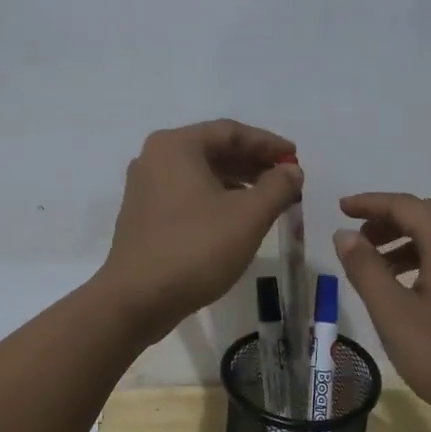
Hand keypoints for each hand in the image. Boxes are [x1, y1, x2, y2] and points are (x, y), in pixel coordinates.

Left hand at [100, 120, 302, 339]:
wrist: (137, 300)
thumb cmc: (196, 249)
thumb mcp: (248, 216)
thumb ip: (277, 187)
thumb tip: (292, 171)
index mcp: (176, 146)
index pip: (230, 132)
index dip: (267, 143)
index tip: (294, 158)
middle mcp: (155, 158)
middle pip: (213, 150)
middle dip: (253, 163)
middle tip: (286, 179)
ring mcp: (145, 187)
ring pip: (200, 174)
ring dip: (237, 182)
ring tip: (269, 199)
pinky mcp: (143, 215)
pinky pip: (187, 194)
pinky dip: (216, 198)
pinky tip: (237, 218)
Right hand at [334, 193, 430, 428]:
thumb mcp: (393, 313)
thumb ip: (366, 269)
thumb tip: (346, 234)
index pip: (406, 205)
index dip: (371, 203)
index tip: (341, 209)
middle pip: (428, 216)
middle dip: (390, 220)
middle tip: (359, 238)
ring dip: (407, 242)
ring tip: (377, 268)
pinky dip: (426, 261)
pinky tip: (412, 292)